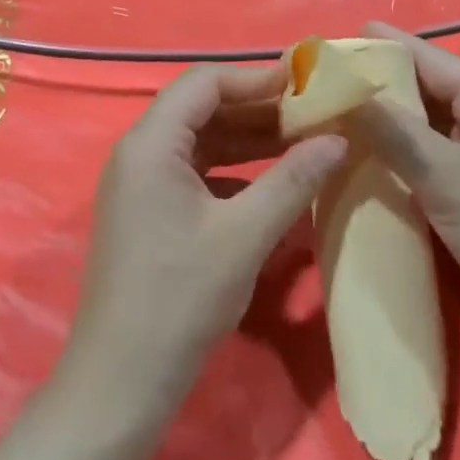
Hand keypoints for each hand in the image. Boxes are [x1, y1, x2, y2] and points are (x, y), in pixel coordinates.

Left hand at [62, 65, 348, 411]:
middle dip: (257, 109)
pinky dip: (233, 171)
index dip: (255, 78)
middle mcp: (139, 152)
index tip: (304, 84)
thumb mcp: (245, 235)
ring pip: (200, 142)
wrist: (121, 382)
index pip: (204, 83)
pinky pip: (195, 172)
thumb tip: (338, 138)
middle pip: (201, 109)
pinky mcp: (148, 211)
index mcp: (151, 143)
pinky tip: (271, 185)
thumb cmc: (180, 298)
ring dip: (248, 140)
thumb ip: (293, 180)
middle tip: (311, 113)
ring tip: (302, 142)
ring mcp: (140, 183)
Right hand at [349, 24, 459, 323]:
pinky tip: (366, 157)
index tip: (339, 39)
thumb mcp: (445, 174)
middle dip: (381, 84)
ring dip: (388, 120)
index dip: (386, 46)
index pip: (432, 59)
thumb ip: (392, 130)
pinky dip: (400, 152)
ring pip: (427, 125)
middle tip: (328, 80)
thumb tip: (341, 90)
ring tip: (337, 113)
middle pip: (428, 89)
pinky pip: (431, 157)